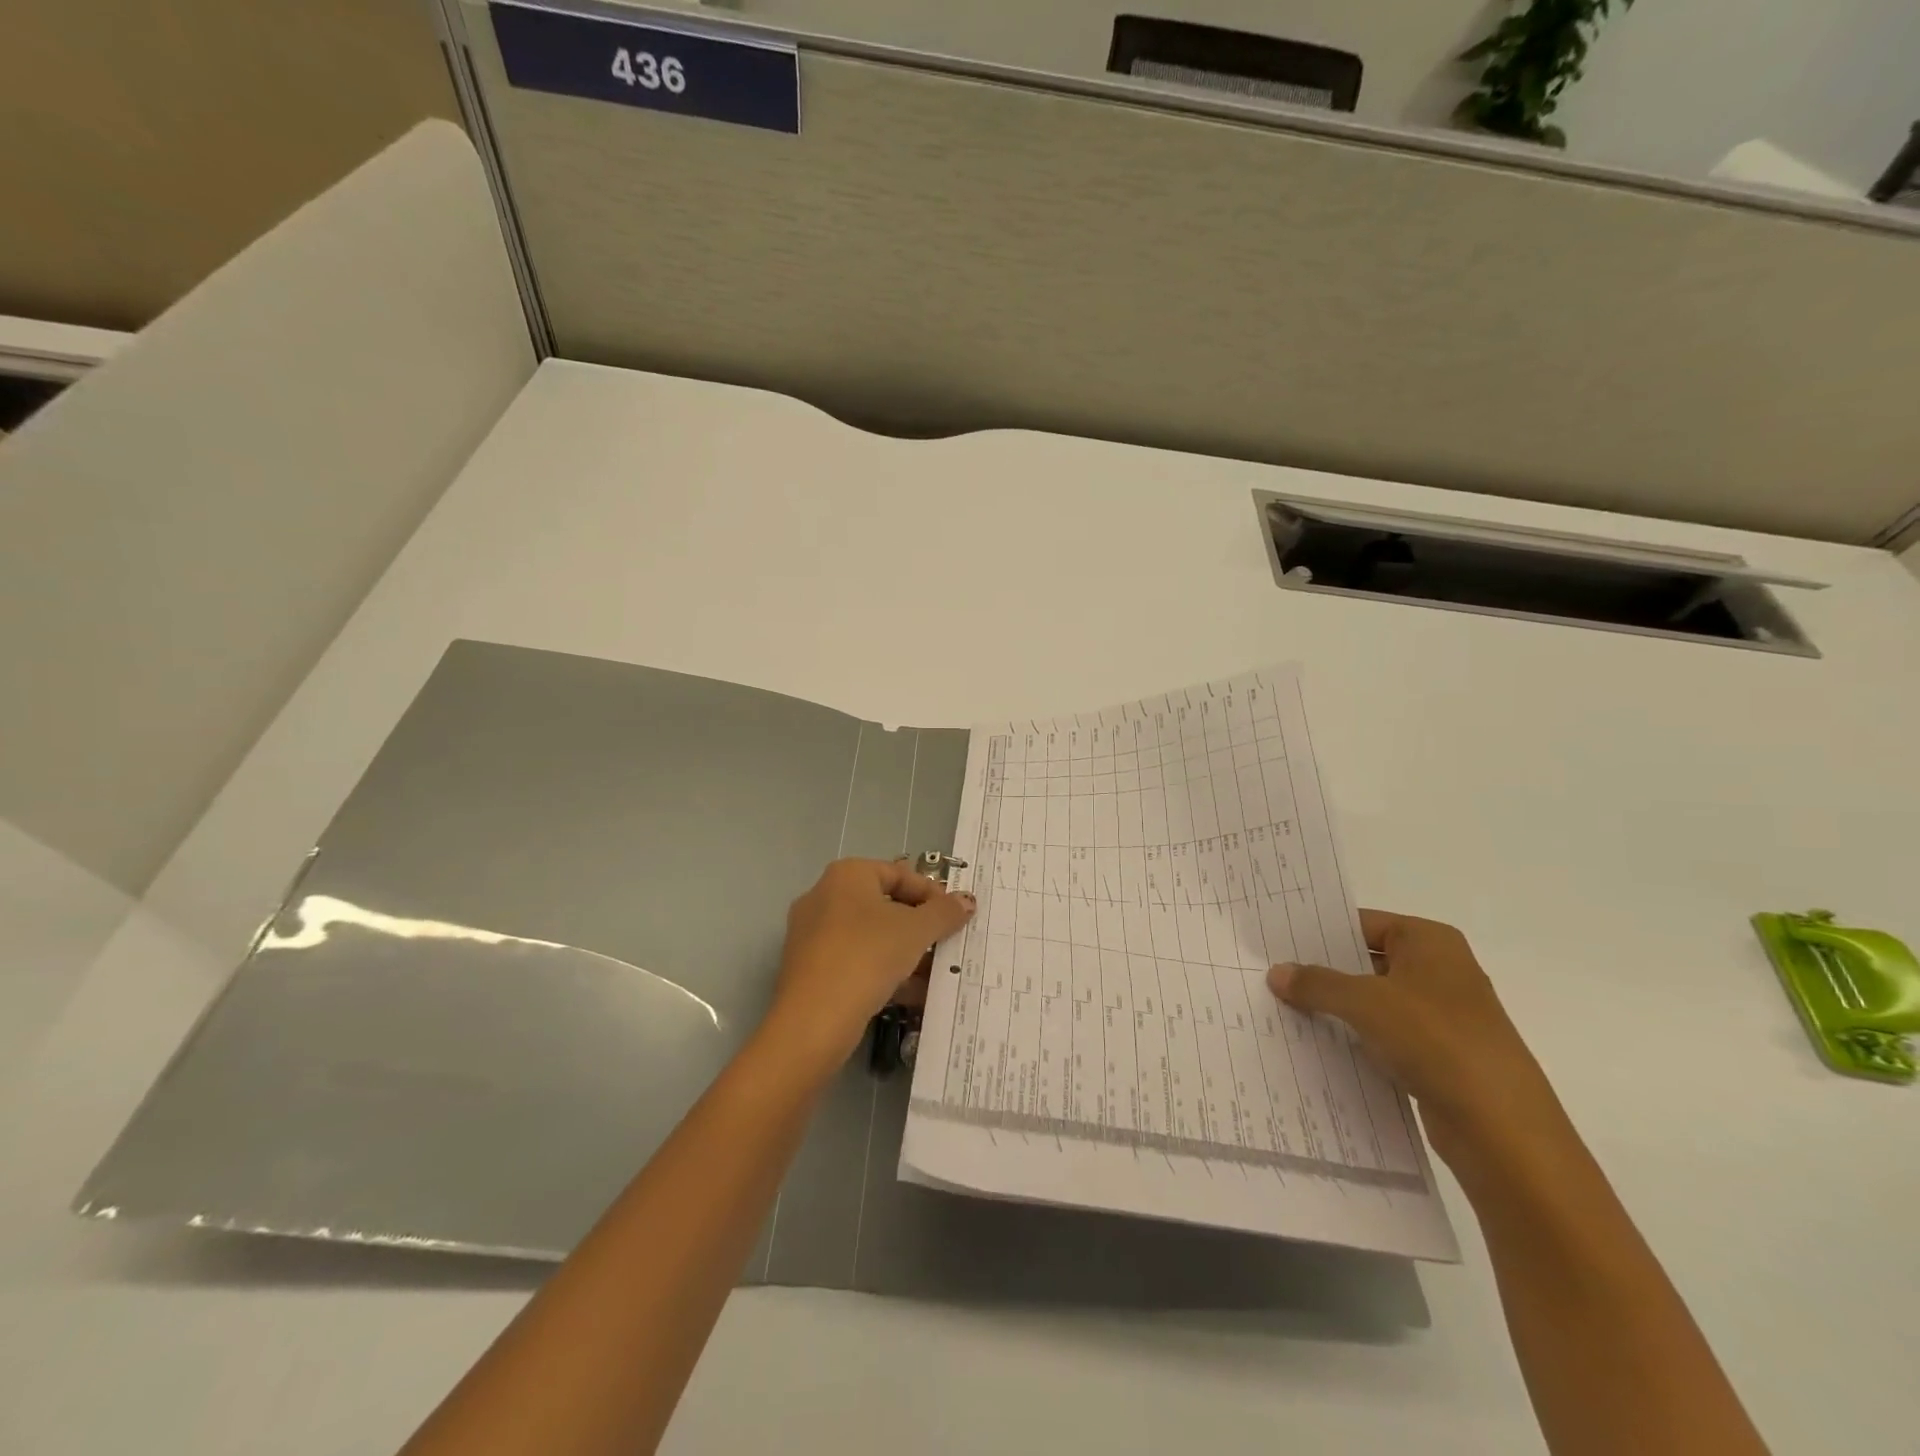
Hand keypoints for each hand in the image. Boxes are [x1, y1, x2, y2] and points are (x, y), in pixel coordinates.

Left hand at [764, 859, 975, 1066]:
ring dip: (905, 952)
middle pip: (884, 904)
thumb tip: (966, 900)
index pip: (900, 873)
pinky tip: (910, 994)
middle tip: (946, 943)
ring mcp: (812, 933)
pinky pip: (855, 960)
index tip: (955, 916)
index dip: (932, 893)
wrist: (814, 1020)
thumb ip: (944, 913)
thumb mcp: (916, 931)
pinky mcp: (810, 968)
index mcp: (847, 875)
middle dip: (919, 926)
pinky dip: (883, 971)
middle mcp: (824, 896)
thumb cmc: (868, 956)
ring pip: (870, 936)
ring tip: (934, 973)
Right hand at [1268, 911, 1563, 1167]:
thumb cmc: (1435, 1040)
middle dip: (1324, 971)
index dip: (1321, 932)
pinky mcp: (1440, 1056)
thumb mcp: (1364, 1002)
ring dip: (1337, 1008)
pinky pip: (1385, 1036)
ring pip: (1375, 1001)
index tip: (1278, 941)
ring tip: (1284, 1008)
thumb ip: (1317, 983)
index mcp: (1430, 942)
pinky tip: (1317, 1045)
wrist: (1502, 1129)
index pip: (1363, 923)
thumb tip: (1277, 973)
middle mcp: (1440, 971)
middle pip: (1367, 960)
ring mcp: (1442, 1016)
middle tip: (1272, 973)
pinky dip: (1356, 1038)